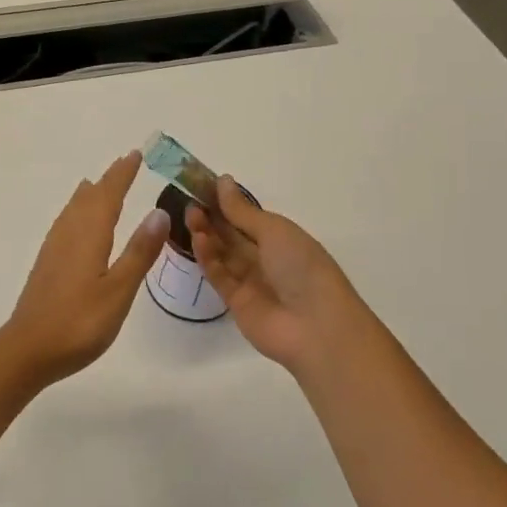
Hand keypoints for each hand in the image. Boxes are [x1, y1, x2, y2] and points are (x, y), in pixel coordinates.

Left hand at [0, 152, 170, 386]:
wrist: (29, 348)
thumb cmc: (80, 322)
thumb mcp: (119, 290)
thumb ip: (139, 252)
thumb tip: (159, 211)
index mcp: (90, 235)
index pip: (109, 195)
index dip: (122, 174)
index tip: (135, 154)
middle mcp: (70, 233)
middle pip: (90, 197)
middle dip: (108, 180)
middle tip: (124, 163)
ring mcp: (55, 248)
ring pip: (74, 209)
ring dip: (90, 194)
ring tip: (98, 185)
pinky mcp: (47, 263)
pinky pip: (65, 223)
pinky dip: (76, 211)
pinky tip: (76, 224)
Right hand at [186, 176, 372, 375]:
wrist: (317, 327)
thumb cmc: (303, 267)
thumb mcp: (274, 230)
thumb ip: (242, 210)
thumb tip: (222, 180)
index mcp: (281, 238)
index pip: (247, 217)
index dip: (225, 202)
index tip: (201, 186)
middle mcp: (265, 258)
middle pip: (232, 235)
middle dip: (212, 217)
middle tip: (189, 200)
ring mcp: (250, 281)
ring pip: (222, 253)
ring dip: (207, 234)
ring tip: (190, 215)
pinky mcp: (236, 302)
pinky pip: (219, 275)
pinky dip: (207, 258)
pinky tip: (197, 239)